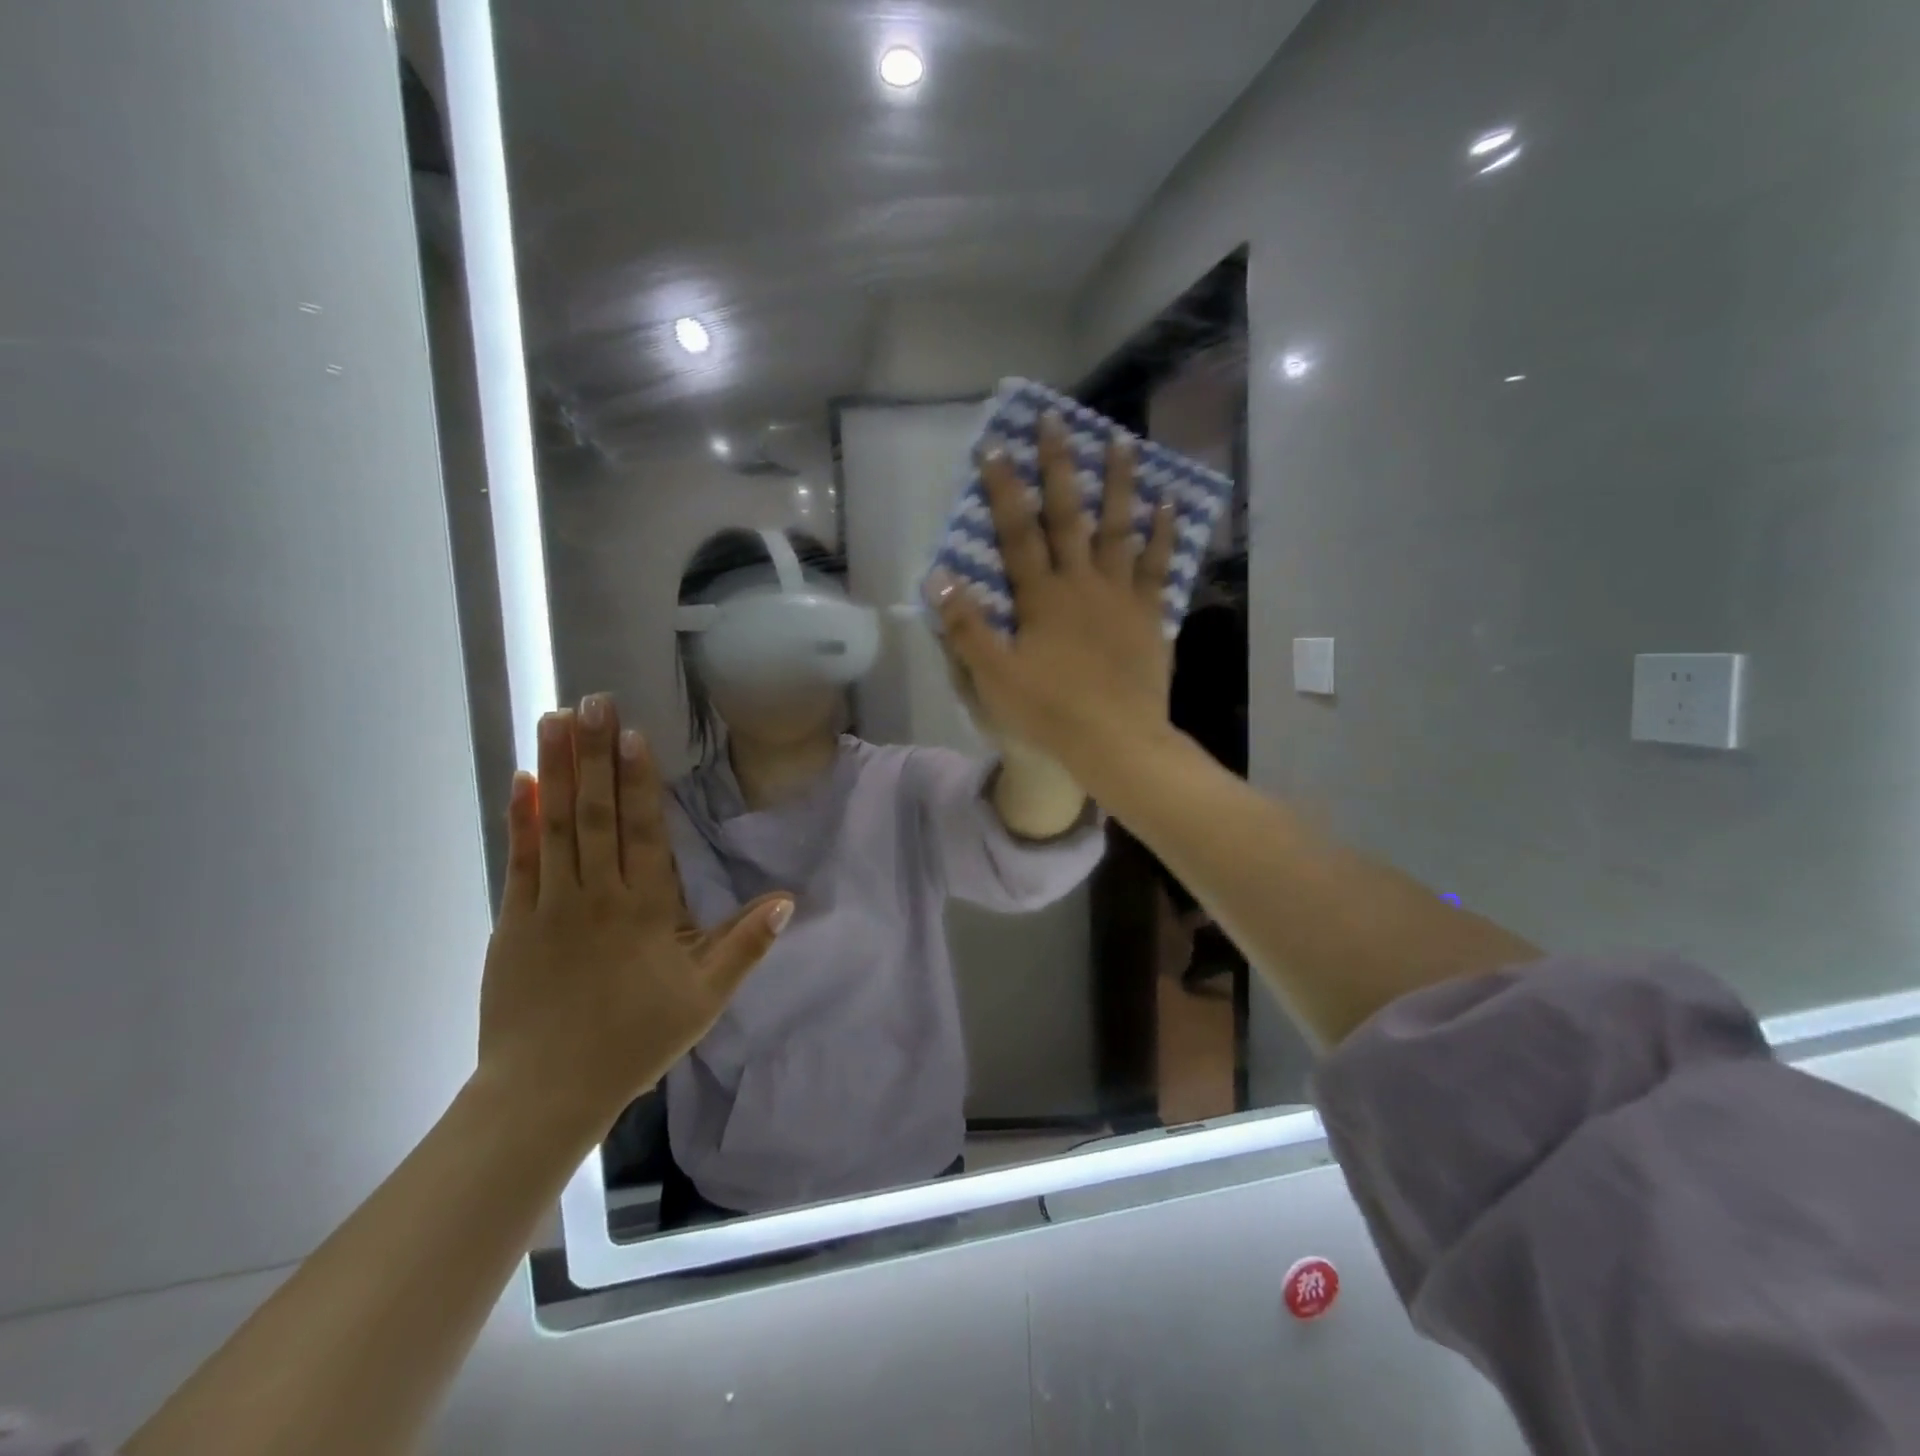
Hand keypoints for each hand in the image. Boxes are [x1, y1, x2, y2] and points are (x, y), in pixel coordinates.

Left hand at [476, 695, 792, 1127]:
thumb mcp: (706, 998)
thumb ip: (745, 945)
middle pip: (597, 812)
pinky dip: (521, 818)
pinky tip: (522, 781)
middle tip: (592, 702)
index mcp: (646, 908)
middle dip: (596, 754)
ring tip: (556, 719)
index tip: (632, 733)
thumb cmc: (634, 1039)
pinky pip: (520, 860)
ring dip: (558, 769)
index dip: (638, 779)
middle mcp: (598, 894)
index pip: (643, 830)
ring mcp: (551, 904)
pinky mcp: (514, 920)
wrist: (547, 1091)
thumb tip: (788, 899)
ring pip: (557, 824)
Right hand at [935, 413, 1177, 774]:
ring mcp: (1121, 596)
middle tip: (1057, 421)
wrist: (1116, 742)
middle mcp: (1082, 584)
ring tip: (1122, 441)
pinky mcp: (1149, 616)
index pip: (1017, 533)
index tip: (994, 447)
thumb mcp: (994, 677)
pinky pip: (1159, 567)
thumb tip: (939, 578)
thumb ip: (966, 628)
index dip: (1004, 491)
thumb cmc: (1050, 712)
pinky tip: (1169, 505)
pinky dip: (1164, 535)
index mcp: (1042, 598)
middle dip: (1059, 467)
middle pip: (1069, 516)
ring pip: (1119, 529)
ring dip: (1119, 484)